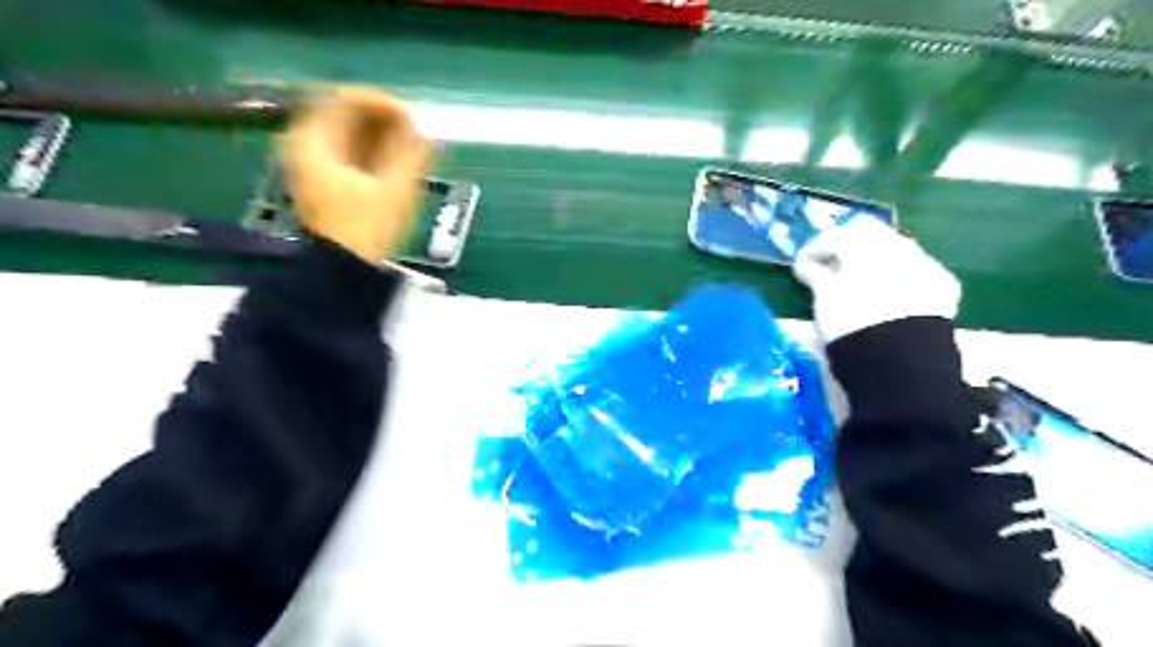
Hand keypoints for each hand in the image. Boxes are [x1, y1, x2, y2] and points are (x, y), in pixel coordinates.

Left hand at [278, 87, 430, 263]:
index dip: (380, 103)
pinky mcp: (326, 183)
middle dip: (384, 120)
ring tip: (414, 146)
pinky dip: (374, 152)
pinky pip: (350, 154)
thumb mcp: (394, 189)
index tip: (411, 115)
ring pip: (349, 135)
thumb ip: (411, 154)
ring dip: (382, 136)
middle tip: (416, 131)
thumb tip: (425, 132)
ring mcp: (313, 165)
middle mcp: (306, 146)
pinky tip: (399, 161)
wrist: (343, 271)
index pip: (343, 100)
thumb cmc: (365, 228)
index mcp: (313, 141)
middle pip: (345, 116)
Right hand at [794, 218, 965, 344]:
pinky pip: (918, 269)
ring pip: (896, 248)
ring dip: (876, 259)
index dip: (814, 248)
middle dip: (849, 246)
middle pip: (869, 232)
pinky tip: (891, 294)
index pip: (833, 235)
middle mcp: (896, 245)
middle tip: (832, 266)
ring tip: (861, 281)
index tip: (802, 265)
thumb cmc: (850, 323)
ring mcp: (924, 262)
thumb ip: (815, 275)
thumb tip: (806, 265)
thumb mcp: (824, 299)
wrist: (901, 358)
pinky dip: (900, 276)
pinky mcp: (944, 284)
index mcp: (863, 246)